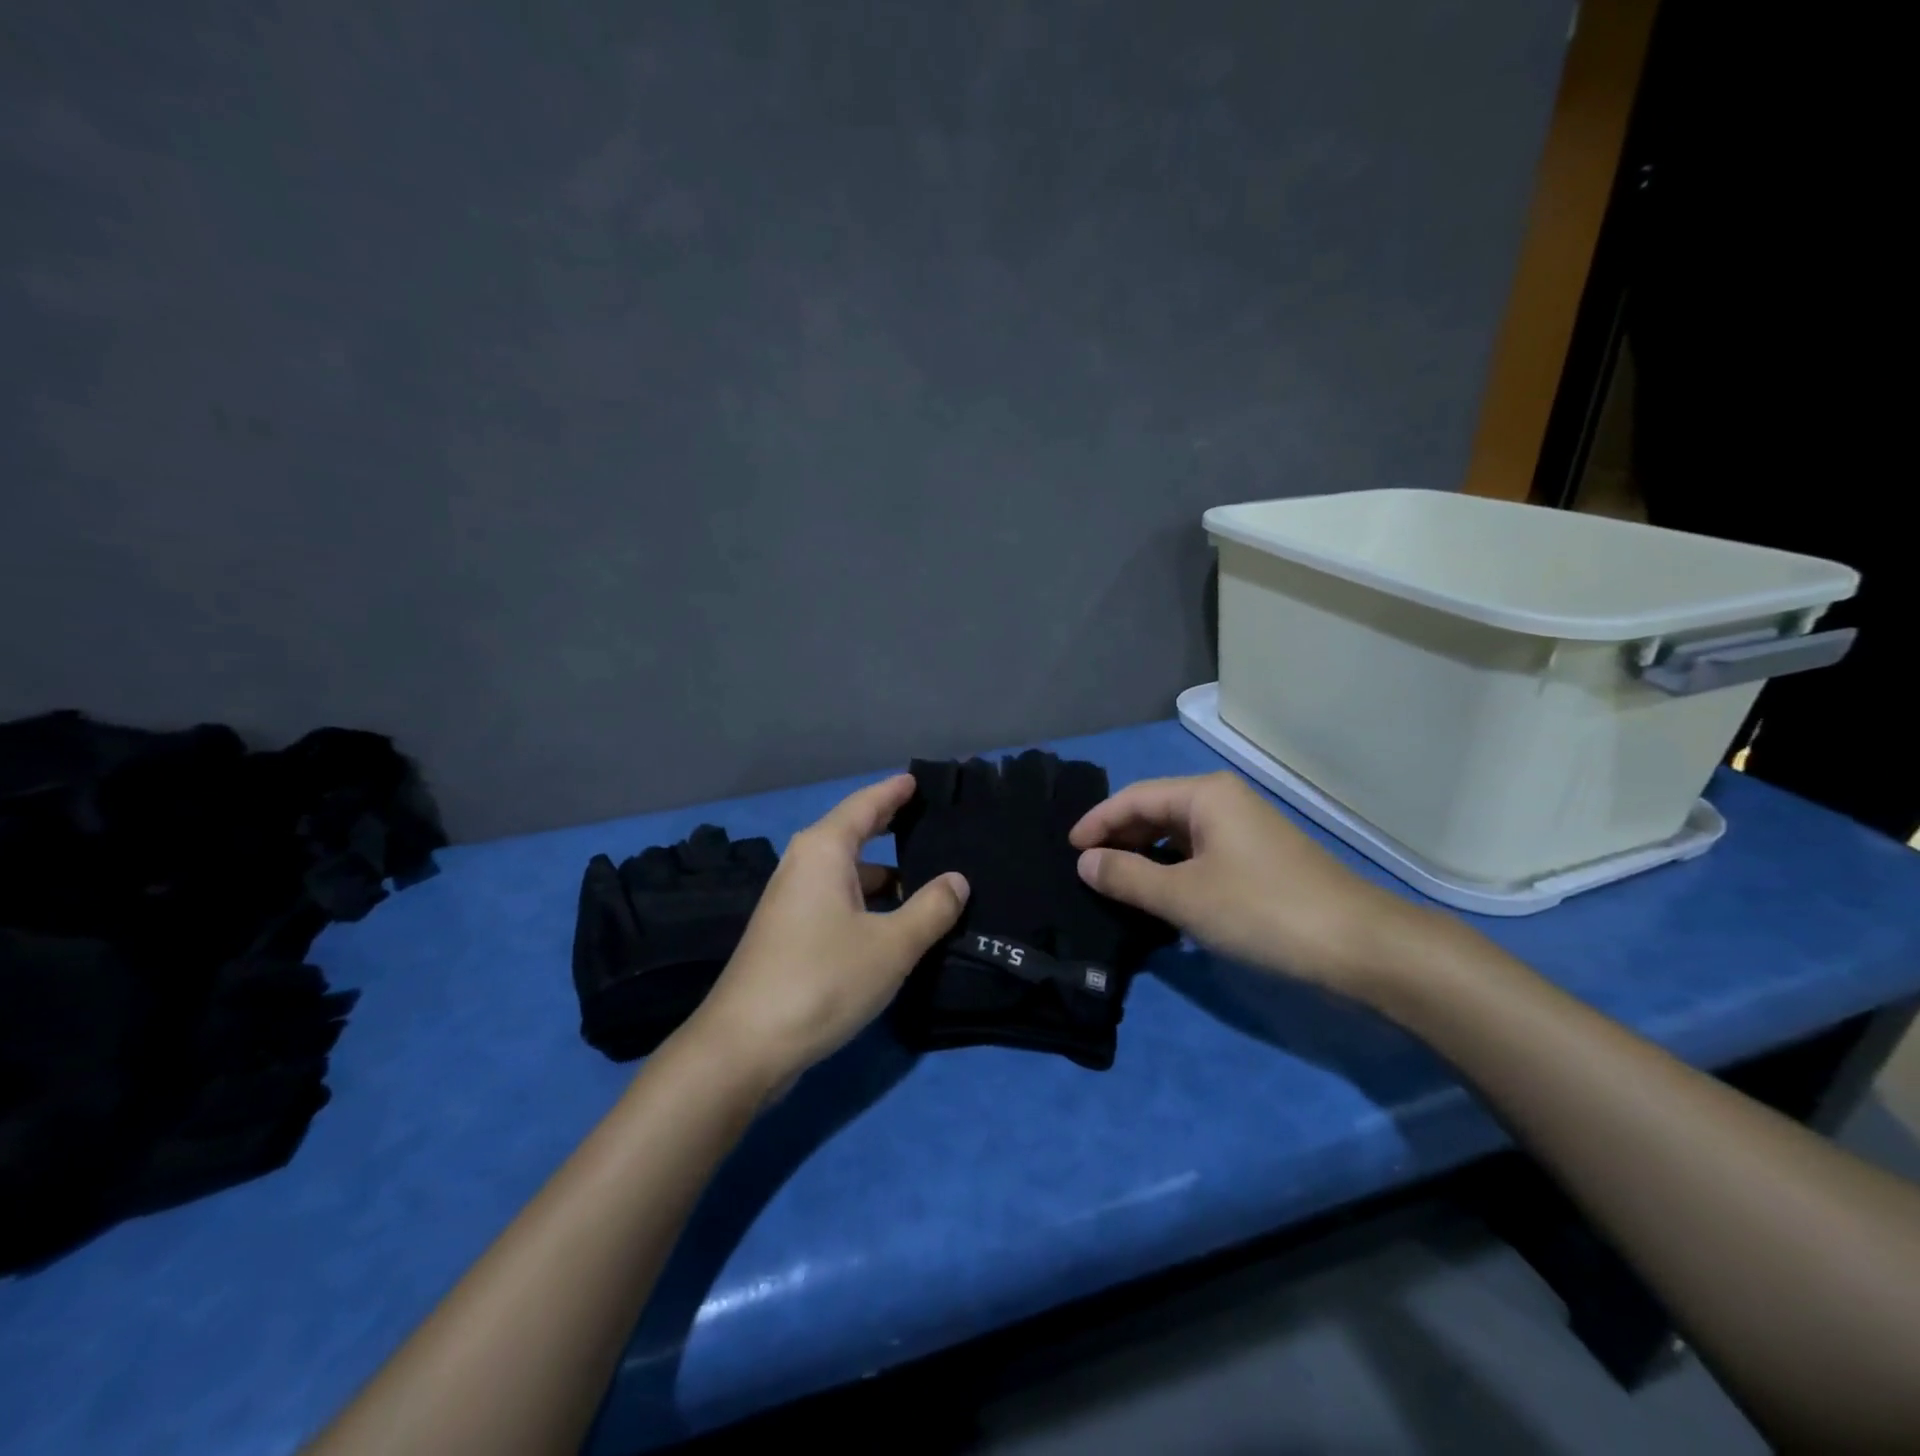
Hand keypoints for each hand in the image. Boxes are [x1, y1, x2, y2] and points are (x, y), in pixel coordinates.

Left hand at [690, 774, 967, 1087]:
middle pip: (854, 833)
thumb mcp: (891, 945)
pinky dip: (869, 900)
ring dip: (885, 873)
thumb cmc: (822, 980)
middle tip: (933, 822)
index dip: (894, 791)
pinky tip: (896, 921)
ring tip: (929, 878)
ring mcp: (792, 900)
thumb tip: (957, 880)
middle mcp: (803, 864)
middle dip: (892, 827)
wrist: (745, 1046)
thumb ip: (930, 909)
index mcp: (824, 850)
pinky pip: (838, 898)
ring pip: (848, 872)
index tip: (919, 779)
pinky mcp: (790, 932)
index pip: (866, 804)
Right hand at [1069, 771, 1430, 1000]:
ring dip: (1144, 856)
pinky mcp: (1257, 859)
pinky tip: (1159, 894)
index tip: (1068, 850)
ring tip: (1113, 883)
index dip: (1097, 822)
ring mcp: (1244, 830)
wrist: (1359, 946)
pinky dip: (1172, 869)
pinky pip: (1199, 854)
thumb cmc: (1262, 910)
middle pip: (1155, 811)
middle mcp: (1224, 802)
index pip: (1134, 798)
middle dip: (1119, 837)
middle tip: (1086, 869)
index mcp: (1205, 795)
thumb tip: (1085, 862)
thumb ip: (1127, 876)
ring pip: (1177, 834)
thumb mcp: (1183, 896)